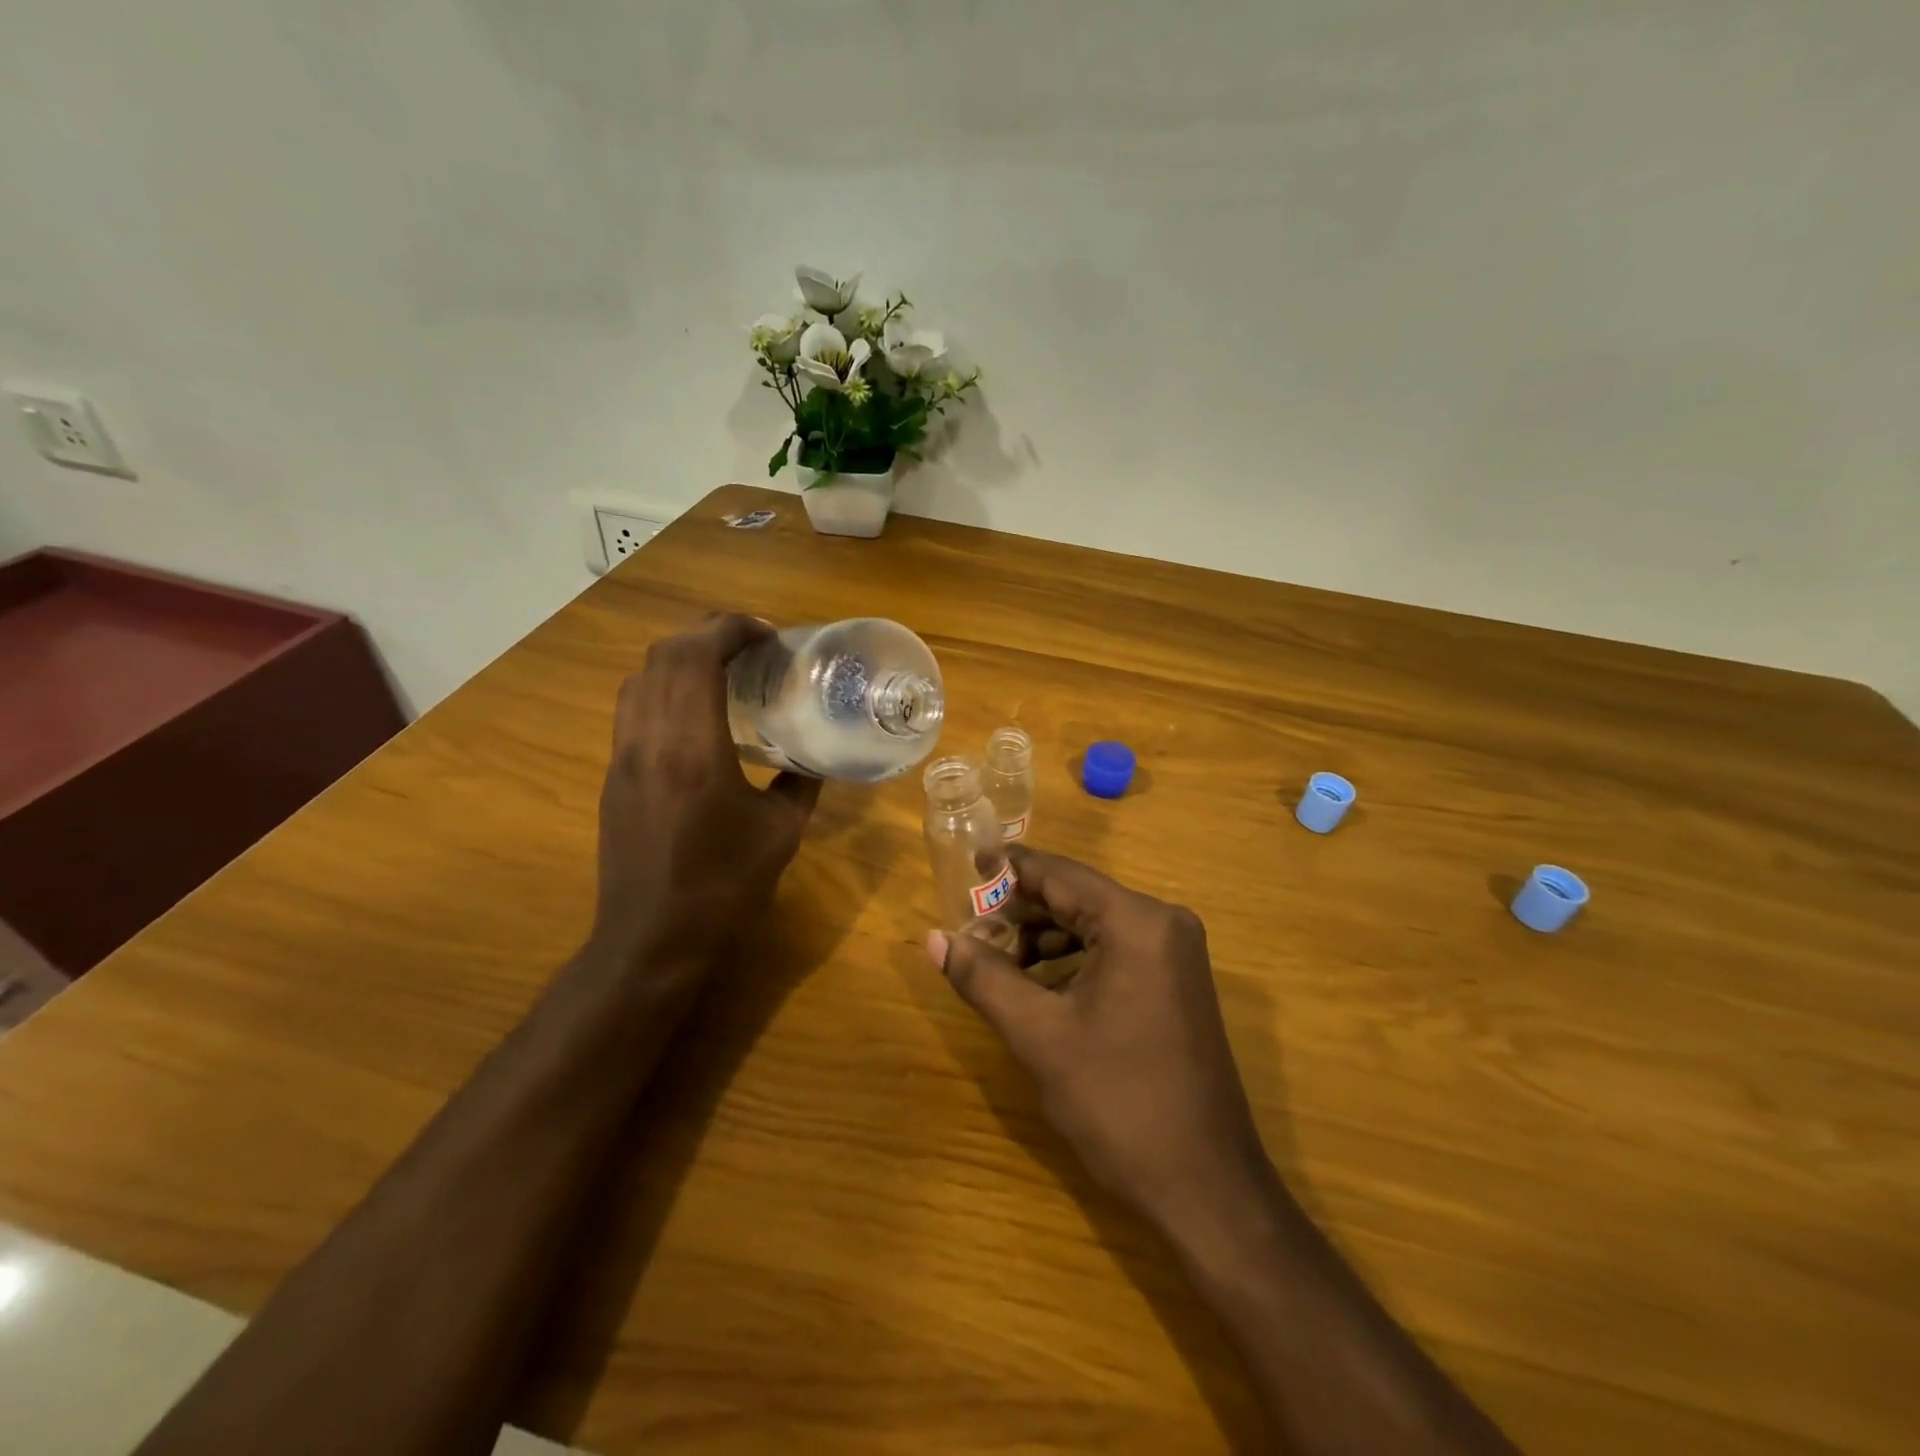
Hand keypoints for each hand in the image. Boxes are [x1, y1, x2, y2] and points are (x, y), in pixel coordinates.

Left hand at [589, 614, 820, 977]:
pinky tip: (695, 712)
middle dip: (706, 632)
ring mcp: (623, 757)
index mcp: (694, 751)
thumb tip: (816, 757)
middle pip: (663, 655)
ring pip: (639, 678)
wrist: (652, 940)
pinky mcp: (613, 776)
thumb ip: (800, 784)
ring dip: (679, 657)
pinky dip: (663, 687)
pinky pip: (633, 708)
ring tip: (722, 668)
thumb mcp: (781, 834)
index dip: (731, 629)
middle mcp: (649, 741)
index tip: (767, 634)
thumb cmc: (724, 888)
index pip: (697, 658)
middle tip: (750, 642)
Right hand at [926, 846, 1270, 1238]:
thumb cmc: (1119, 1102)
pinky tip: (1035, 986)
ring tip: (992, 962)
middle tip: (967, 929)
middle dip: (1019, 911)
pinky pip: (1112, 951)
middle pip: (1075, 896)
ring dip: (1042, 938)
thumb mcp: (1039, 1036)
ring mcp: (1174, 953)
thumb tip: (934, 938)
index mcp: (1136, 921)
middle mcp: (1161, 922)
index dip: (1005, 871)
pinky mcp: (1174, 982)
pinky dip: (1070, 960)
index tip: (960, 871)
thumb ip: (984, 977)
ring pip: (1091, 925)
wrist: (1206, 1188)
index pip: (1057, 874)